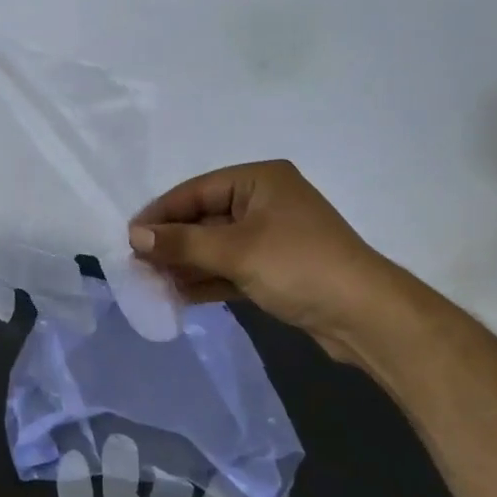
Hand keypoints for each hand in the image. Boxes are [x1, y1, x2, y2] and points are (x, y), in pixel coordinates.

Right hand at [128, 160, 418, 358]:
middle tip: (137, 263)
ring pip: (217, 246)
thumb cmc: (298, 266)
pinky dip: (207, 279)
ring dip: (186, 264)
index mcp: (259, 180)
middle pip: (205, 218)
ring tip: (150, 283)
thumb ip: (182, 243)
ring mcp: (272, 236)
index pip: (197, 190)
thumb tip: (134, 237)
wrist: (366, 316)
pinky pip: (231, 267)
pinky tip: (178, 295)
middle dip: (172, 242)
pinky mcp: (277, 268)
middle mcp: (265, 201)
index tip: (130, 236)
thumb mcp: (235, 251)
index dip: (161, 213)